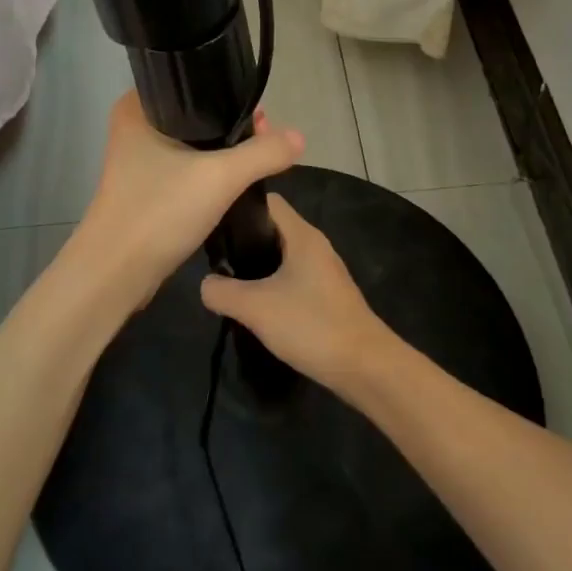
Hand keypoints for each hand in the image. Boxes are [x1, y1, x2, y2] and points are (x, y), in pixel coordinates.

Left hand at [76, 92, 303, 308]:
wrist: (116, 272)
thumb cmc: (160, 211)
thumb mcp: (220, 177)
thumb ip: (263, 153)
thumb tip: (298, 136)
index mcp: (137, 107)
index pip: (192, 84)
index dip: (230, 94)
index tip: (262, 114)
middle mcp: (133, 127)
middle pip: (196, 115)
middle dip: (233, 126)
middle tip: (267, 138)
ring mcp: (137, 161)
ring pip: (192, 145)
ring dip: (222, 153)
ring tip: (259, 158)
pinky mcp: (145, 188)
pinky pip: (185, 170)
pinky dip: (208, 173)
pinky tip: (234, 182)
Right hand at [199, 194, 391, 393]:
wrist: (366, 368)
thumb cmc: (311, 325)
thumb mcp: (255, 308)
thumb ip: (221, 291)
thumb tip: (205, 284)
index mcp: (301, 235)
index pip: (267, 201)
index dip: (237, 206)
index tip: (211, 222)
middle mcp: (314, 246)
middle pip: (271, 229)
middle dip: (242, 240)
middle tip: (213, 257)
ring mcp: (323, 272)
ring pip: (281, 256)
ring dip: (256, 266)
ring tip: (227, 281)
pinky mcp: (326, 296)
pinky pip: (291, 279)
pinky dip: (271, 286)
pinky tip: (255, 305)